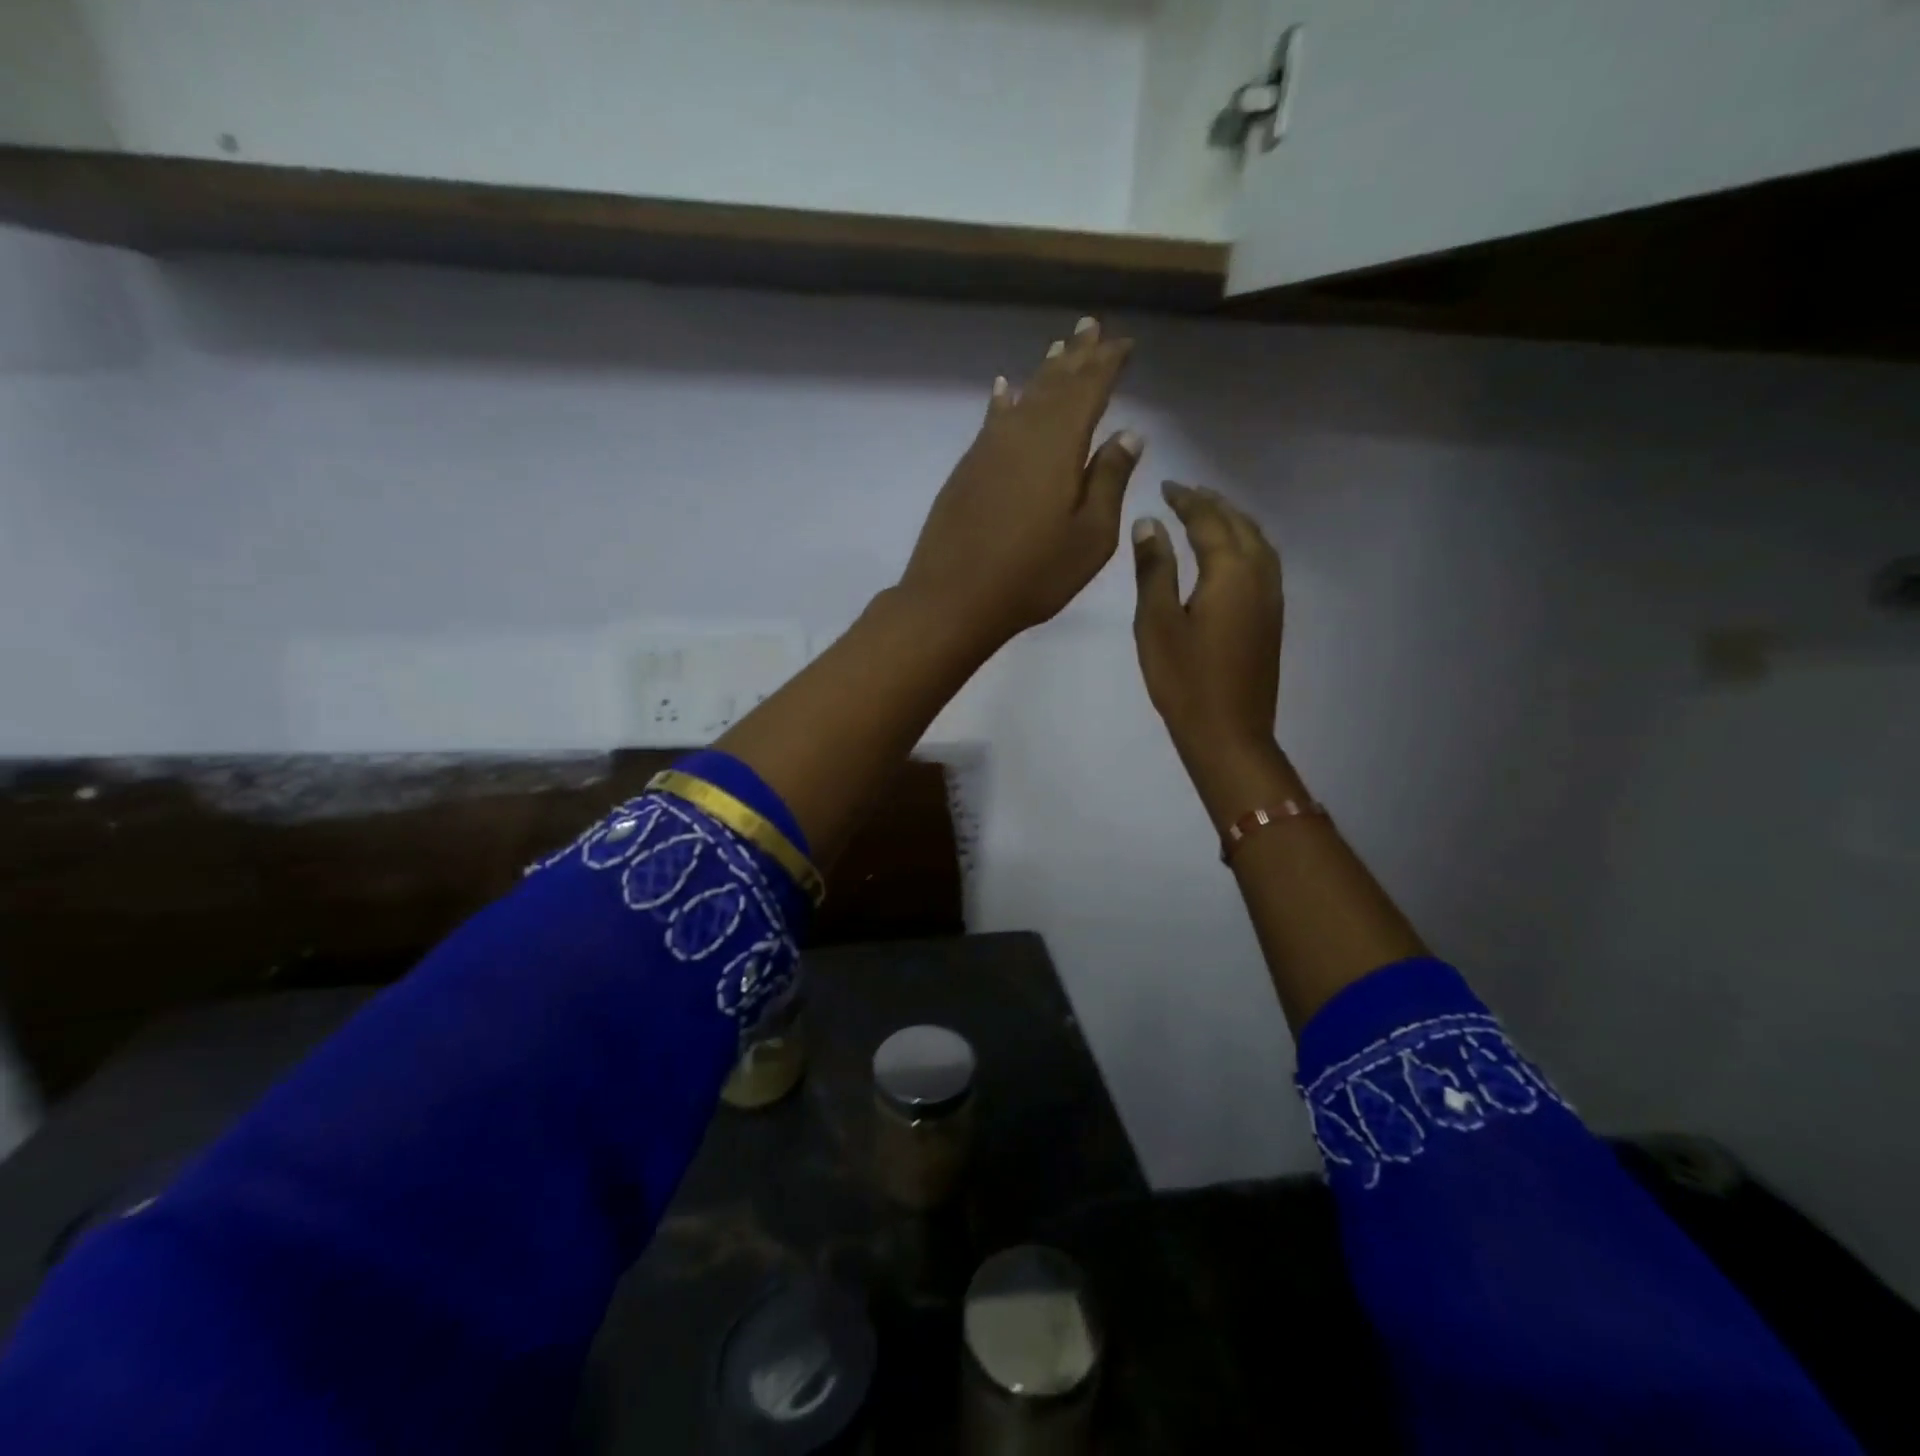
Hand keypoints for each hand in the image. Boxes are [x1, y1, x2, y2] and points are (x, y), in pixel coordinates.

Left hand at [897, 318, 1141, 651]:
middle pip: (1054, 384)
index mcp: (1059, 444)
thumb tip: (1128, 433)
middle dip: (1076, 356)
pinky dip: (1004, 402)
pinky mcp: (967, 469)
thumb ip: (1109, 481)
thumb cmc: (1033, 574)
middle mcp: (1022, 433)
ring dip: (1043, 374)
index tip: (1124, 343)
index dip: (1107, 363)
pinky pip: (993, 420)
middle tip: (1090, 327)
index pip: (1089, 389)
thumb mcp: (1090, 536)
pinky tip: (1005, 391)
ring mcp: (988, 449)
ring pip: (1023, 398)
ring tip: (1059, 349)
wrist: (953, 597)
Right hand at [1131, 482, 1284, 780]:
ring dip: (1233, 521)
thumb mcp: (1157, 622)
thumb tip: (1150, 524)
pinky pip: (1264, 562)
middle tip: (1185, 493)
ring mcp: (1271, 597)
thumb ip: (1154, 569)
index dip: (1187, 500)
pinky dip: (1246, 543)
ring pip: (1258, 541)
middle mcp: (1259, 574)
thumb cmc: (1184, 679)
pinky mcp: (1272, 617)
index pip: (1209, 520)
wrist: (1229, 732)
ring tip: (1208, 514)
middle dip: (1213, 504)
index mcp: (1230, 571)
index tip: (1166, 486)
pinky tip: (1230, 554)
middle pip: (1239, 524)